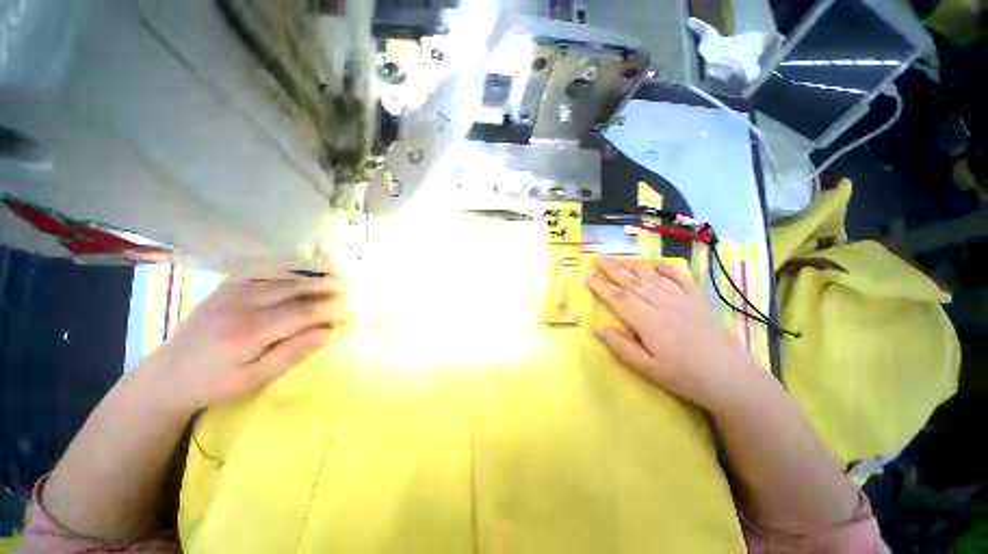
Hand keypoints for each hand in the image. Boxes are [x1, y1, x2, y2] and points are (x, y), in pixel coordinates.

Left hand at [137, 274, 346, 412]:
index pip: (302, 313)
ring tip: (334, 280)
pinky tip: (302, 277)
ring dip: (311, 279)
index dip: (330, 311)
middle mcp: (242, 304)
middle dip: (326, 288)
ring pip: (282, 278)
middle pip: (295, 289)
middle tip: (349, 289)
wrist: (168, 373)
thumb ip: (292, 354)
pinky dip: (289, 274)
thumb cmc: (215, 383)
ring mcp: (233, 291)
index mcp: (249, 331)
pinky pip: (265, 274)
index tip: (348, 313)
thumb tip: (327, 334)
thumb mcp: (255, 379)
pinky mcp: (227, 287)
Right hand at [586, 257, 759, 410]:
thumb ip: (621, 347)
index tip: (588, 277)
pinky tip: (658, 265)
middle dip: (613, 269)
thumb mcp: (648, 368)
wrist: (731, 378)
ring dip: (634, 266)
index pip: (619, 299)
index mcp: (648, 321)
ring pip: (652, 278)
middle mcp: (663, 305)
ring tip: (619, 258)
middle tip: (598, 258)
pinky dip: (668, 270)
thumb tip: (597, 329)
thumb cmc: (684, 377)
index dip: (601, 287)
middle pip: (633, 282)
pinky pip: (681, 279)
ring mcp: (682, 300)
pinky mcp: (698, 301)